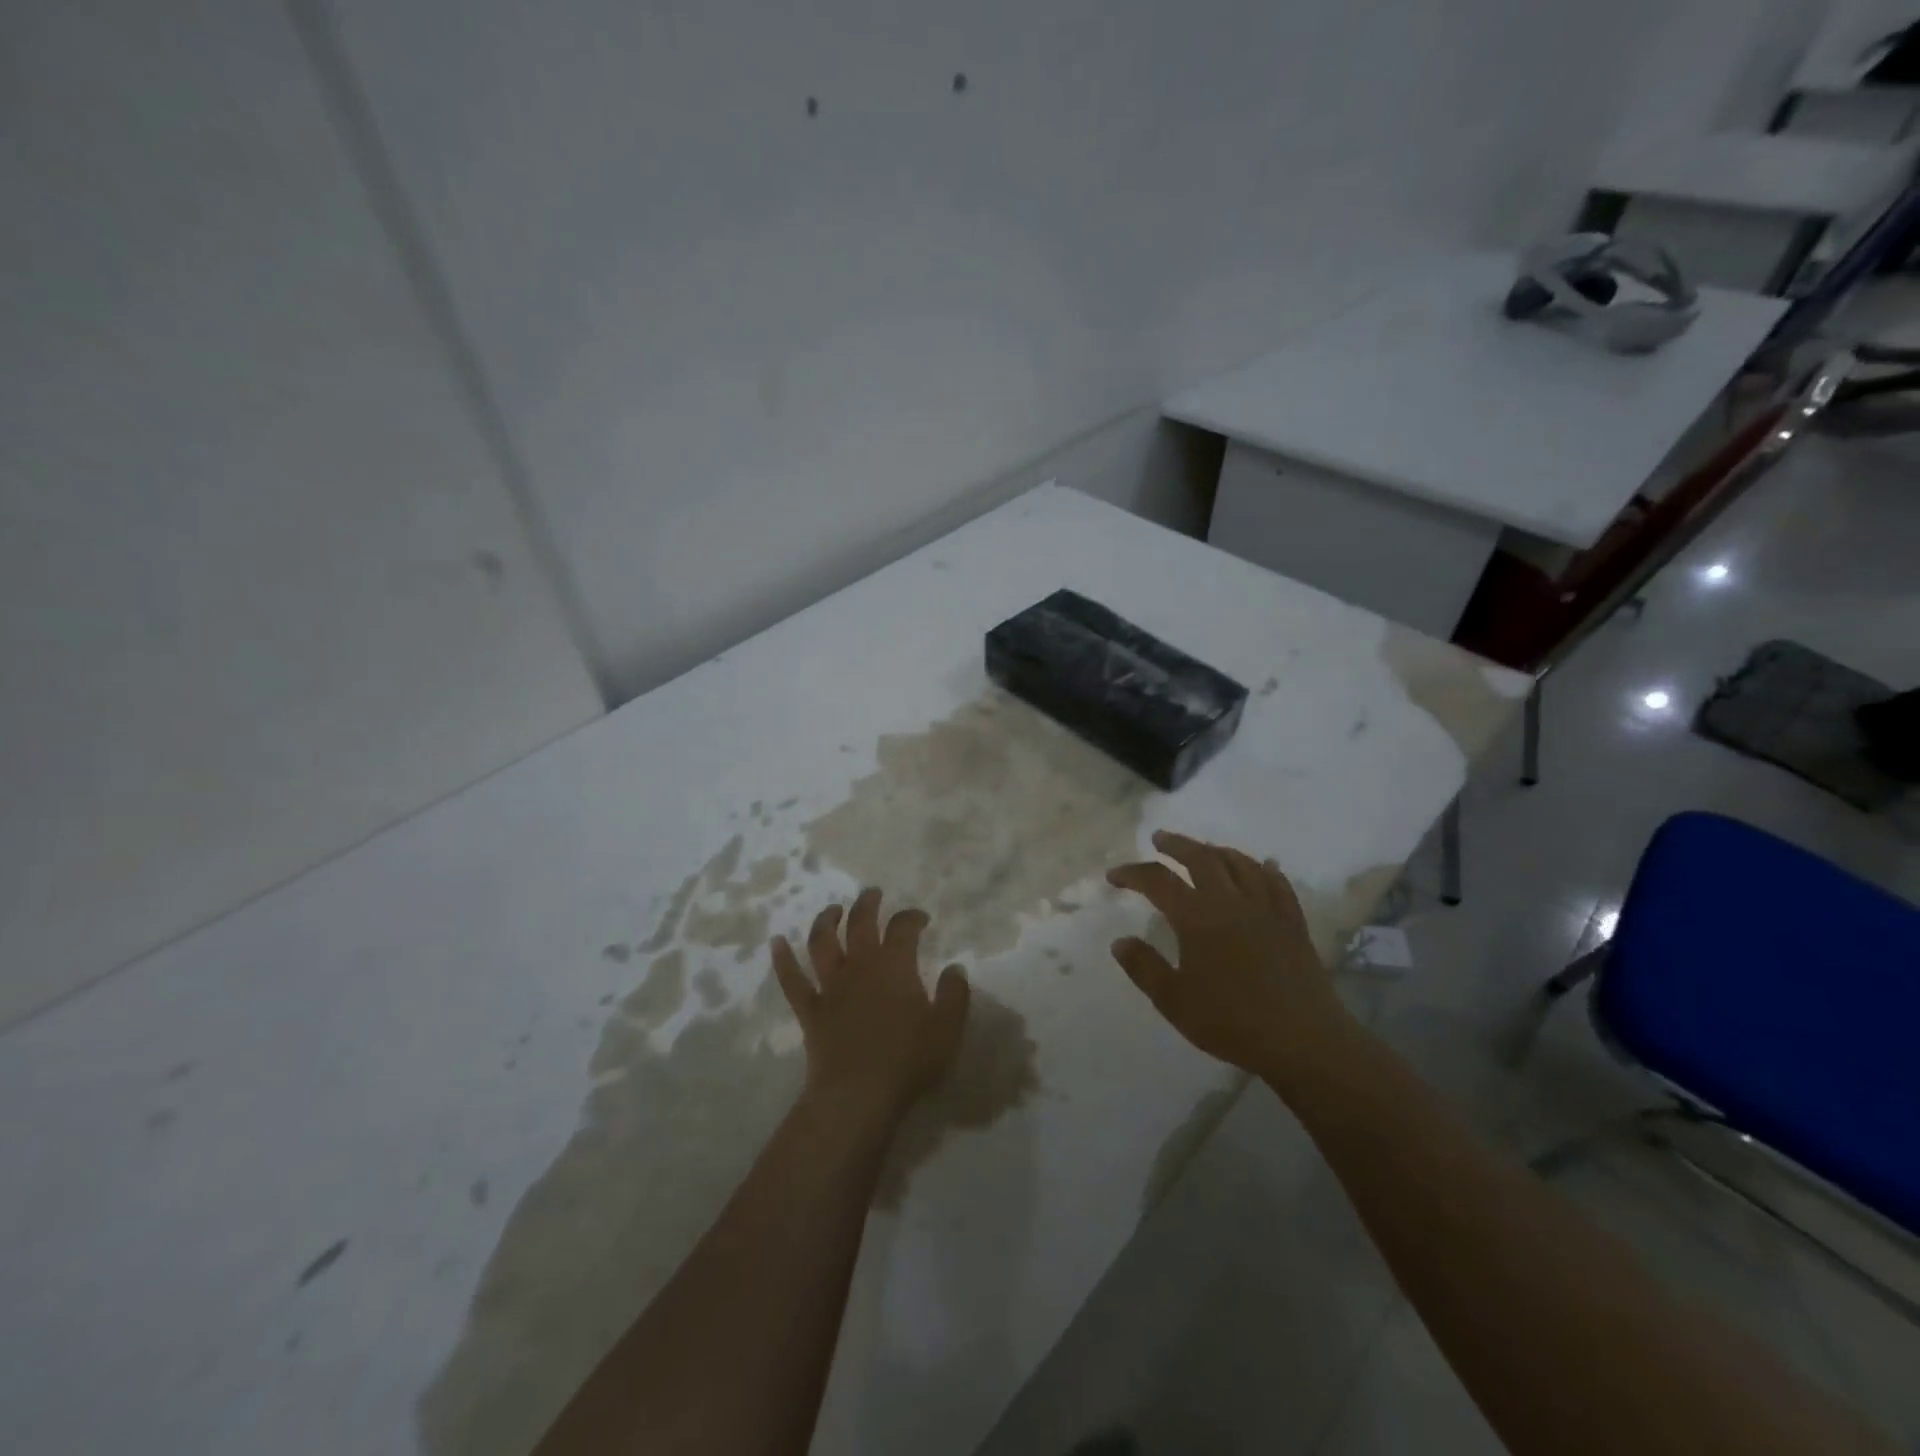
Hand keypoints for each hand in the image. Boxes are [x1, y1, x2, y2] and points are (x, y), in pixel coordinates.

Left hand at [771, 888, 970, 1128]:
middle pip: (860, 923)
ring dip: (826, 921)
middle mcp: (860, 966)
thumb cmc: (908, 1060)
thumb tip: (955, 967)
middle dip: (867, 904)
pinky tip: (776, 942)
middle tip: (872, 893)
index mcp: (895, 966)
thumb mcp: (947, 1028)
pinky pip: (792, 980)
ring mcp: (831, 987)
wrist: (858, 1095)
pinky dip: (782, 959)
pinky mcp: (810, 1010)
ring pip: (822, 943)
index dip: (912, 917)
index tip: (921, 918)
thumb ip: (954, 994)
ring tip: (832, 910)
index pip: (903, 928)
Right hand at [1107, 831, 1362, 1089]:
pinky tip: (1264, 866)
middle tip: (1159, 839)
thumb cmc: (1232, 1022)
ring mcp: (1266, 909)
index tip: (1114, 876)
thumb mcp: (1174, 1002)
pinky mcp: (1292, 923)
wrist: (1303, 1041)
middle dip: (1176, 845)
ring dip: (1217, 851)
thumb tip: (1120, 941)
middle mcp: (1231, 902)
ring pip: (1240, 863)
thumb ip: (1145, 968)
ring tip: (1204, 850)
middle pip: (1201, 858)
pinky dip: (1266, 869)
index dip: (1132, 873)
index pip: (1158, 881)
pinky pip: (1278, 884)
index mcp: (1197, 918)